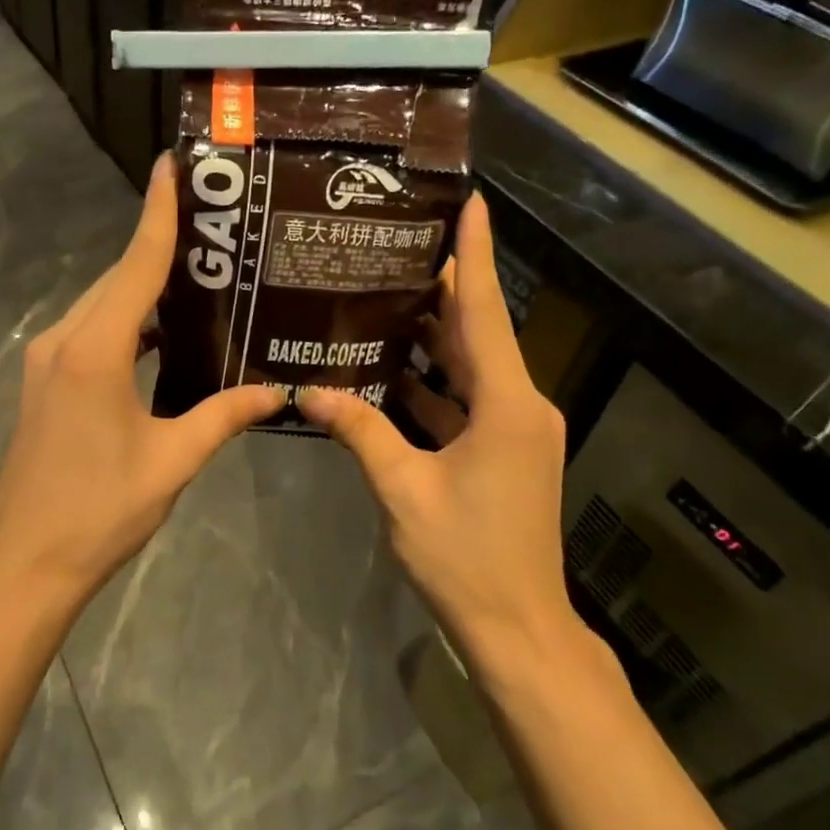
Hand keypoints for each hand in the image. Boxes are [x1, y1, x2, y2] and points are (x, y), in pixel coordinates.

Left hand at [0, 155, 283, 607]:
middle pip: (118, 279)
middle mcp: (64, 340)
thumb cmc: (100, 510)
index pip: (136, 265)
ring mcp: (46, 359)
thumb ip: (224, 416)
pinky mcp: (43, 380)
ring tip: (199, 274)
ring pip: (101, 304)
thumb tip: (278, 392)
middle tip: (215, 226)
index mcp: (95, 350)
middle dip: (160, 247)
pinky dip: (126, 320)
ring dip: (142, 287)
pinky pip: (90, 331)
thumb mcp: (172, 461)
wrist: (26, 561)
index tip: (172, 164)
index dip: (158, 212)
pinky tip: (161, 331)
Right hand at [299, 194, 591, 680]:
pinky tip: (388, 370)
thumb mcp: (402, 490)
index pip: (484, 312)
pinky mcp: (504, 453)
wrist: (518, 629)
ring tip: (381, 297)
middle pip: (477, 333)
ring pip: (470, 368)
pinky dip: (431, 385)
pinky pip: (465, 402)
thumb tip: (309, 390)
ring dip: (431, 339)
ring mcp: (515, 431)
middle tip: (392, 248)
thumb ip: (358, 432)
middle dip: (441, 290)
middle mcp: (520, 406)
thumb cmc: (465, 556)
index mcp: (506, 405)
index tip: (470, 201)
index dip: (475, 254)